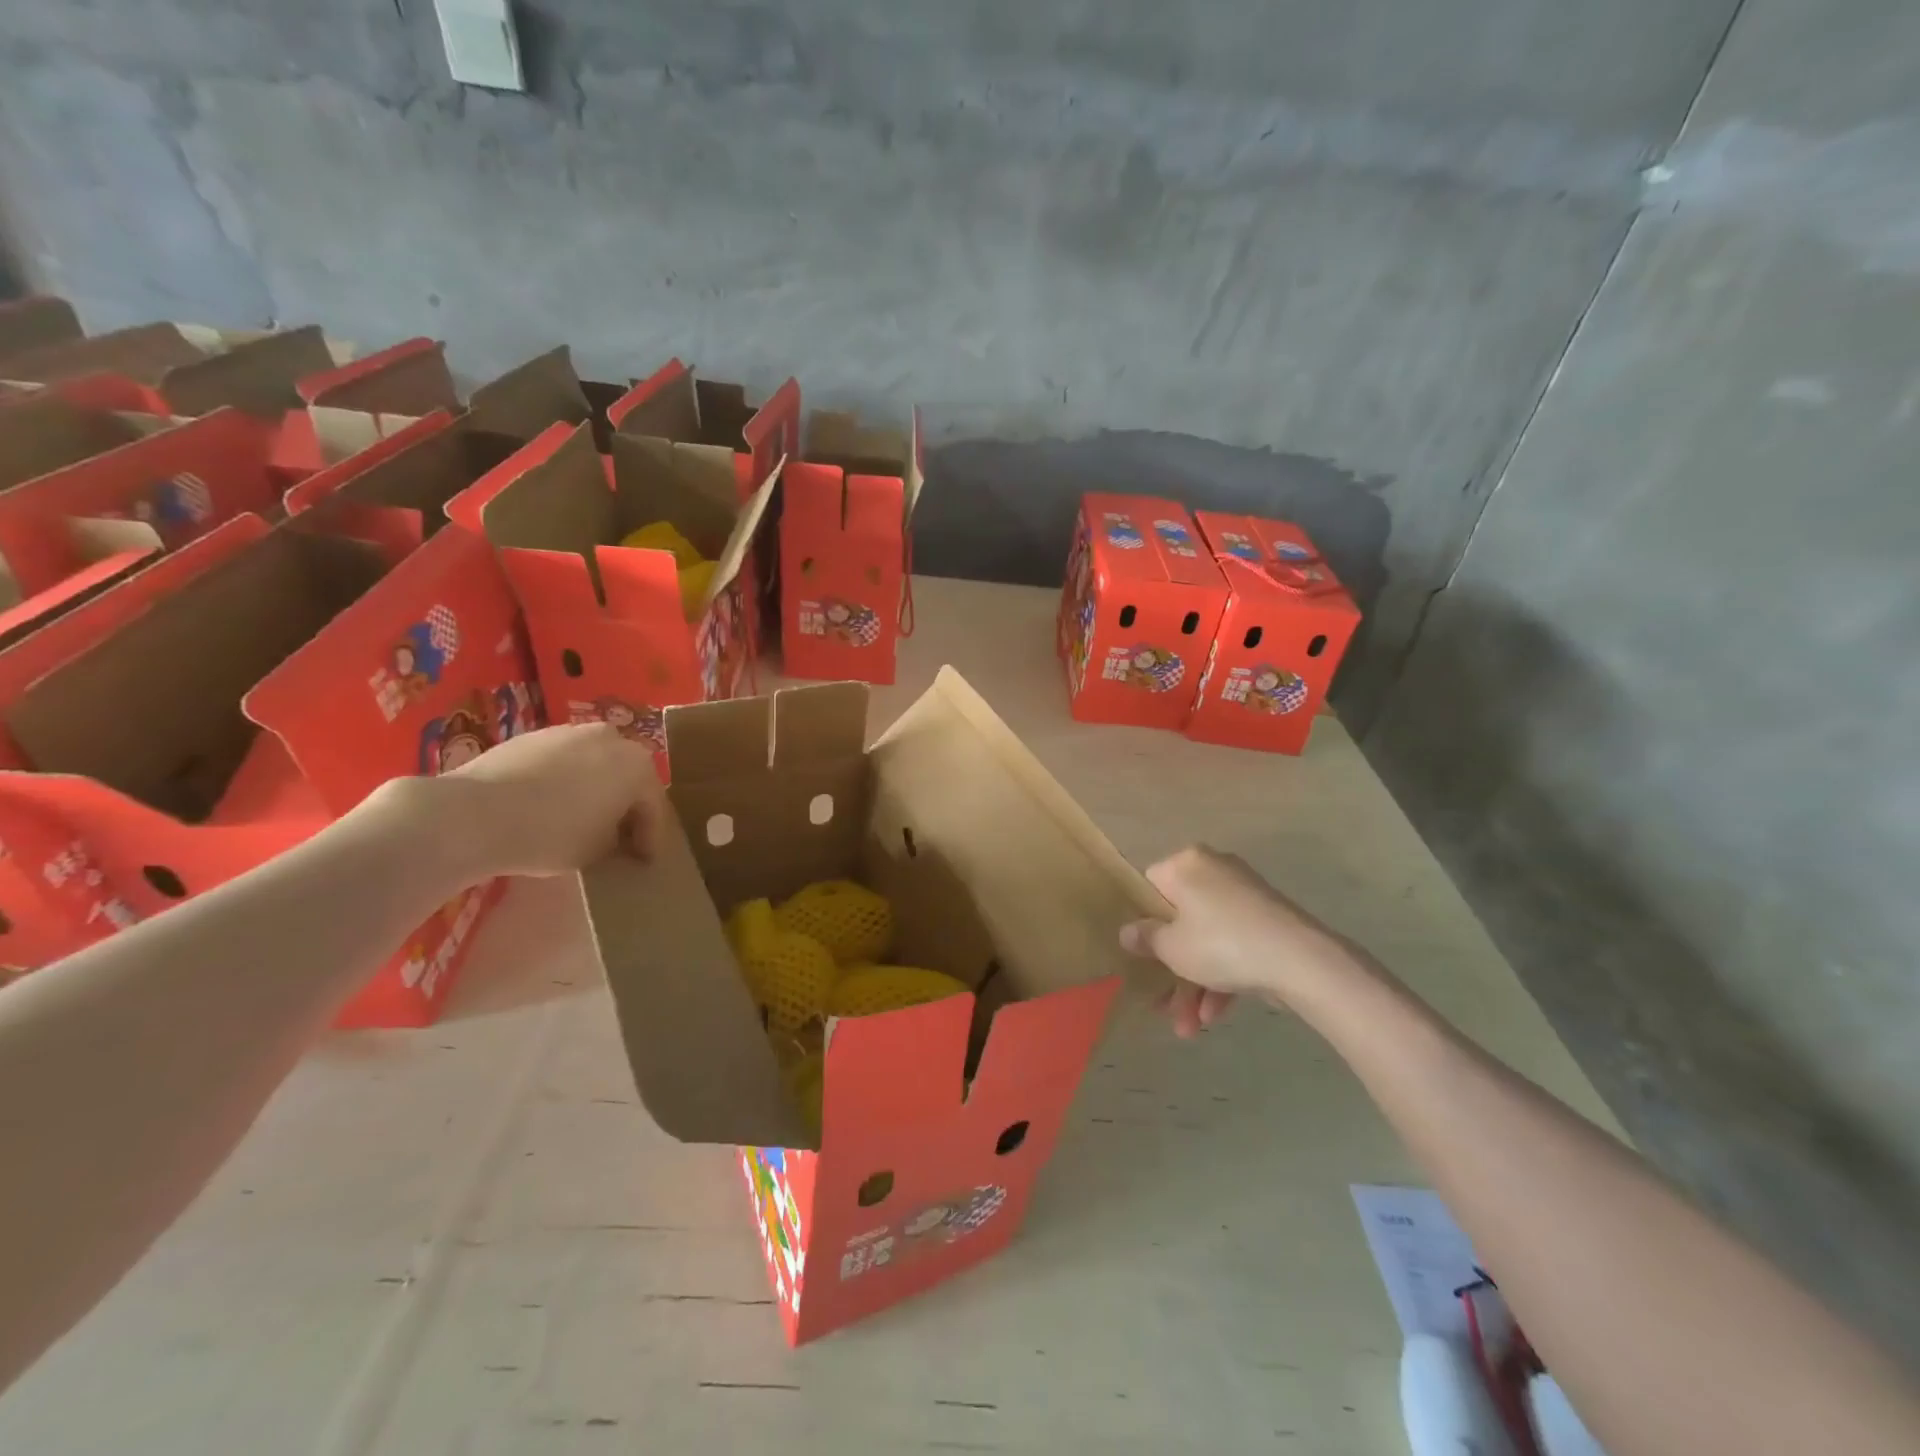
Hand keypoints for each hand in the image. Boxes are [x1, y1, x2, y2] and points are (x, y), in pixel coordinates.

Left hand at [433, 723, 661, 879]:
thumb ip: (618, 840)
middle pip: (627, 777)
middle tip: (619, 836)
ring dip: (595, 789)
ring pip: (595, 764)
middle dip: (626, 805)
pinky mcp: (533, 736)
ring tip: (581, 818)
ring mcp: (570, 732)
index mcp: (638, 766)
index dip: (651, 838)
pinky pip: (562, 761)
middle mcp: (612, 739)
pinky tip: (547, 805)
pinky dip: (563, 781)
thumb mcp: (598, 851)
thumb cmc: (552, 834)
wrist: (473, 814)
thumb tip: (613, 836)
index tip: (644, 861)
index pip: (654, 806)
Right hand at [1121, 846, 1370, 1036]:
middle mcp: (1214, 870)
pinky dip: (1222, 976)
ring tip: (1190, 1028)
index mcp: (1186, 864)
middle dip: (1171, 968)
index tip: (1141, 955)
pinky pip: (1233, 944)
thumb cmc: (1221, 943)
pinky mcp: (1268, 920)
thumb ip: (1145, 938)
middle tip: (1164, 1004)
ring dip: (1195, 983)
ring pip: (1207, 938)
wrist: (1300, 960)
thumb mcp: (1171, 947)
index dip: (1143, 922)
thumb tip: (1128, 931)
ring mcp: (1244, 895)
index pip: (1150, 886)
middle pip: (1180, 920)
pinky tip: (1215, 1016)